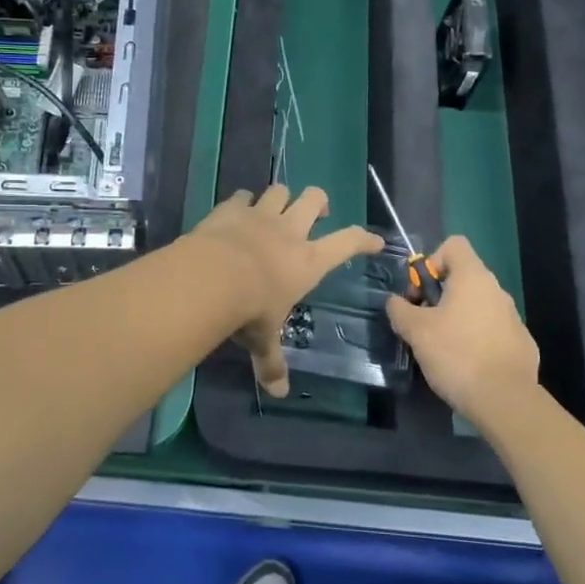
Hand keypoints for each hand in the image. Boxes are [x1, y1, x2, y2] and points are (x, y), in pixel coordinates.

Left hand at [190, 185, 383, 394]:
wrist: (210, 277)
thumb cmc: (249, 310)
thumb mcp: (263, 339)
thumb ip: (272, 362)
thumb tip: (278, 393)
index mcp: (308, 261)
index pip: (348, 242)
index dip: (364, 239)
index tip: (374, 240)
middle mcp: (289, 231)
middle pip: (314, 199)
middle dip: (319, 202)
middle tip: (317, 214)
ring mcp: (260, 215)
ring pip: (280, 190)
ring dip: (281, 198)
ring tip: (275, 209)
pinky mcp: (232, 209)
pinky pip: (242, 196)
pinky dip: (242, 202)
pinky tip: (237, 211)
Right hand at [385, 236, 539, 425]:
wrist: (505, 400)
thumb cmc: (456, 354)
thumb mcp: (416, 331)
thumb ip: (400, 309)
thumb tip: (395, 302)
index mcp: (473, 277)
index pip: (454, 245)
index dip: (432, 260)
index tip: (422, 291)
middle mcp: (497, 290)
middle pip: (464, 277)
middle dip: (440, 295)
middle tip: (424, 324)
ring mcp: (513, 317)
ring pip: (478, 305)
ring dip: (458, 317)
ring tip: (442, 348)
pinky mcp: (521, 343)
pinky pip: (492, 330)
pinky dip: (477, 339)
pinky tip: (467, 365)